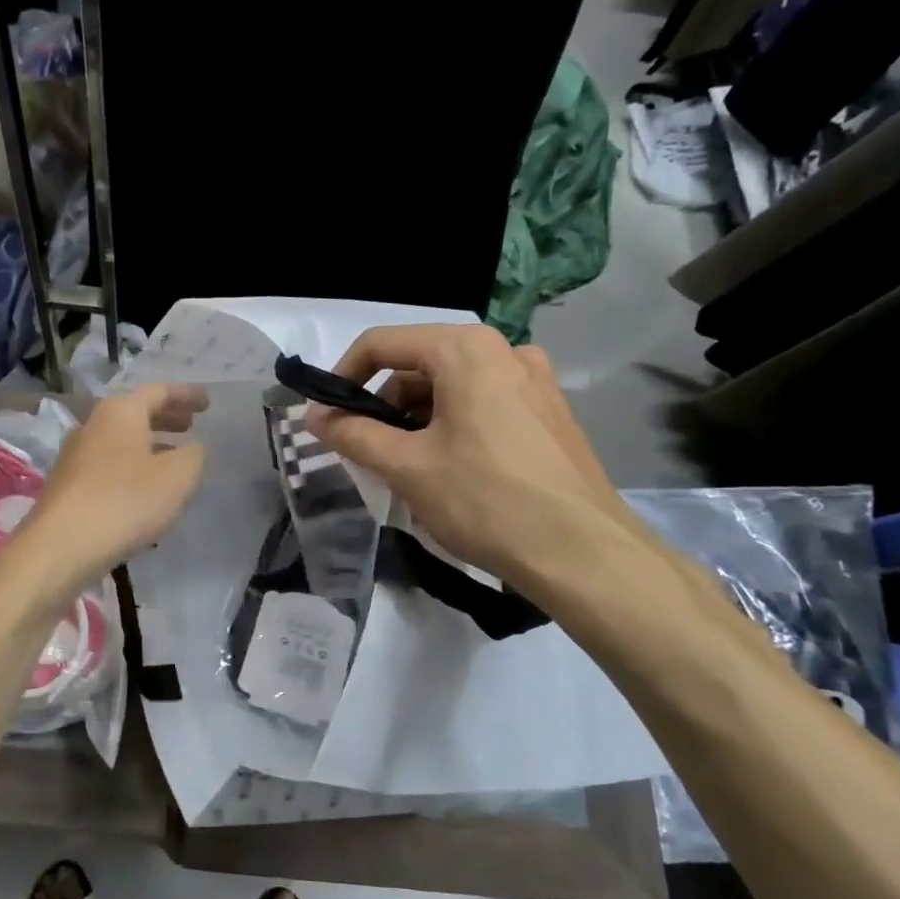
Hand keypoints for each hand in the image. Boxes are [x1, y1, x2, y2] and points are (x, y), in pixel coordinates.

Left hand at [16, 383, 207, 591]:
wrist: (62, 546)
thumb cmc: (126, 500)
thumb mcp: (178, 476)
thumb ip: (193, 455)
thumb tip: (191, 448)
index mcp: (120, 412)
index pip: (158, 392)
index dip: (186, 395)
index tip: (207, 403)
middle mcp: (92, 425)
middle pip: (135, 413)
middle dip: (165, 418)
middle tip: (189, 426)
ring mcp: (74, 456)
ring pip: (120, 441)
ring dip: (148, 444)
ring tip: (172, 459)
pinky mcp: (67, 486)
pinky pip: (108, 465)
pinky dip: (131, 467)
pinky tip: (143, 489)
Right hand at [306, 325, 632, 595]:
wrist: (584, 554)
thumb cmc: (485, 500)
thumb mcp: (406, 467)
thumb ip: (353, 434)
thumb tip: (315, 417)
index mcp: (465, 349)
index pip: (382, 344)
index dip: (343, 377)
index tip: (327, 417)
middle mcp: (503, 350)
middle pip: (418, 365)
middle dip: (383, 405)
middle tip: (366, 451)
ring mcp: (534, 380)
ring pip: (451, 387)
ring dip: (416, 420)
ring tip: (405, 468)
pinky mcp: (550, 412)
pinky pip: (483, 405)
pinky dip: (452, 426)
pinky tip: (449, 471)